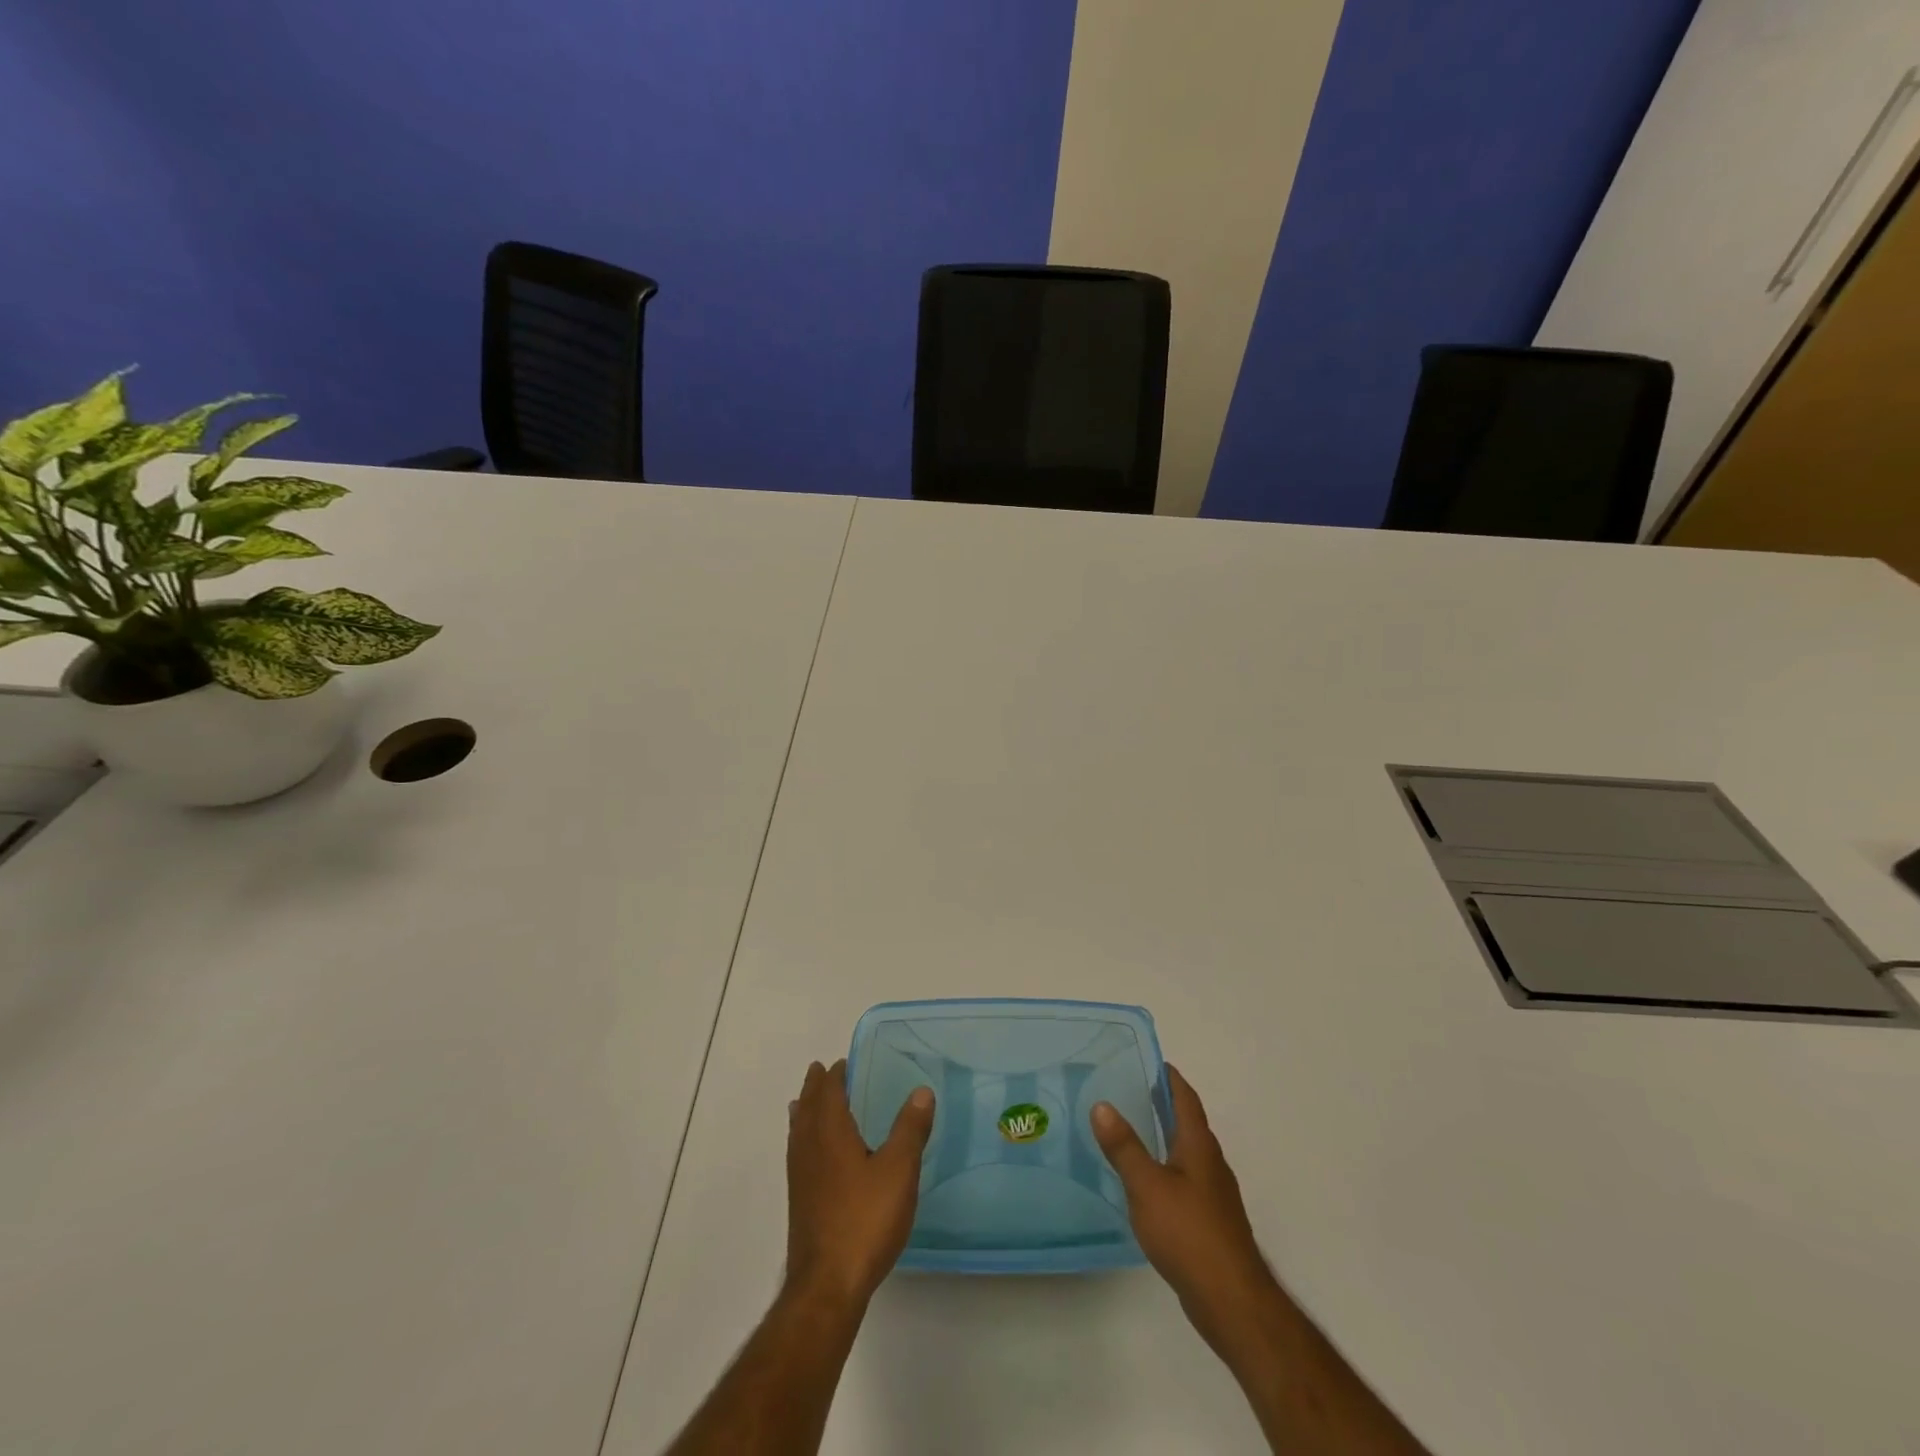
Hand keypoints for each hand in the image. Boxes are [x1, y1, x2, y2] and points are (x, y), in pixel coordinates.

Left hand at [785, 1059, 934, 1310]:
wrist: (827, 1284)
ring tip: (806, 1102)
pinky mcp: (799, 1200)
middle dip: (815, 1087)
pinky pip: (797, 1152)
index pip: (829, 1091)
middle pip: (808, 1107)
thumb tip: (922, 1091)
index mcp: (830, 1132)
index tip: (843, 1062)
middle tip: (821, 1071)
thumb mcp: (899, 1170)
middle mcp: (809, 1147)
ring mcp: (800, 1176)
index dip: (835, 1075)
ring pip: (798, 1130)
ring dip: (805, 1111)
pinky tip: (812, 1153)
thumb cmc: (865, 1219)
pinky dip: (802, 1137)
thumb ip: (910, 1129)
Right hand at [1091, 1064, 1278, 1358]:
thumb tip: (1102, 1104)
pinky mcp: (1211, 1222)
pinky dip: (1167, 1168)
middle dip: (1164, 1105)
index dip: (1170, 1078)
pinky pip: (1186, 1180)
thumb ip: (1124, 1146)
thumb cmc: (1188, 1233)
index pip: (1186, 1098)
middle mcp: (1211, 1163)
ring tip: (1132, 1132)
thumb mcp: (1147, 1185)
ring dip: (1165, 1137)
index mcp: (1199, 1146)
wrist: (1232, 1300)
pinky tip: (1147, 1183)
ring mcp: (1214, 1195)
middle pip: (1188, 1123)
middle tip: (1131, 1091)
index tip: (1150, 1061)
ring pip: (1188, 1153)